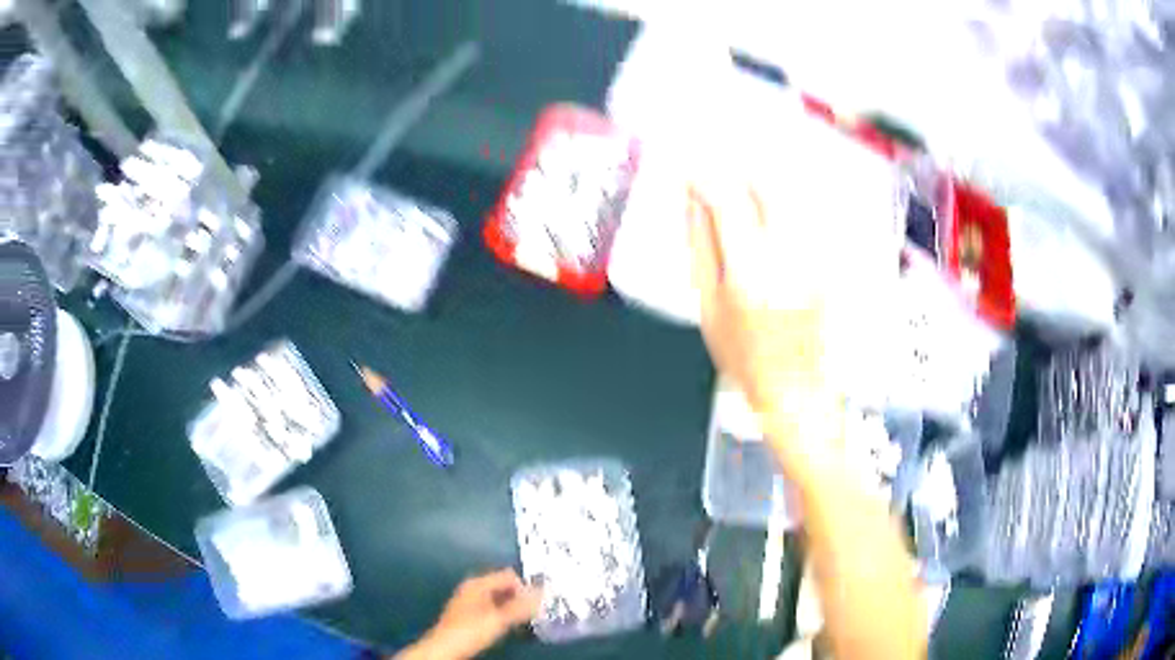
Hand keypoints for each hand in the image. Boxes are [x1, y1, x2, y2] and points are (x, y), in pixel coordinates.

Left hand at [397, 569, 540, 659]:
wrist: (445, 648)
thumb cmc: (471, 630)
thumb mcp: (499, 619)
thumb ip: (521, 607)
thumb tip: (543, 593)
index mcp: (478, 583)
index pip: (509, 575)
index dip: (525, 587)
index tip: (536, 603)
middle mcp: (473, 587)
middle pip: (503, 585)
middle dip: (519, 596)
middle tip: (532, 612)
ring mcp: (469, 599)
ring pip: (498, 597)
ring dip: (512, 606)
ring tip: (522, 619)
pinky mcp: (468, 613)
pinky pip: (492, 606)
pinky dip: (502, 612)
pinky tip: (506, 624)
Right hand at [688, 182, 842, 463]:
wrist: (794, 389)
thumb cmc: (745, 359)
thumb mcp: (708, 307)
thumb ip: (700, 248)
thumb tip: (693, 205)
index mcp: (750, 274)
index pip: (728, 203)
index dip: (705, 180)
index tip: (690, 174)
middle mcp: (787, 259)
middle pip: (768, 189)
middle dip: (739, 173)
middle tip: (719, 176)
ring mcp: (812, 260)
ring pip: (790, 199)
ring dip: (762, 186)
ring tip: (741, 191)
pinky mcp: (825, 264)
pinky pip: (804, 218)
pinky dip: (782, 207)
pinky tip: (768, 215)